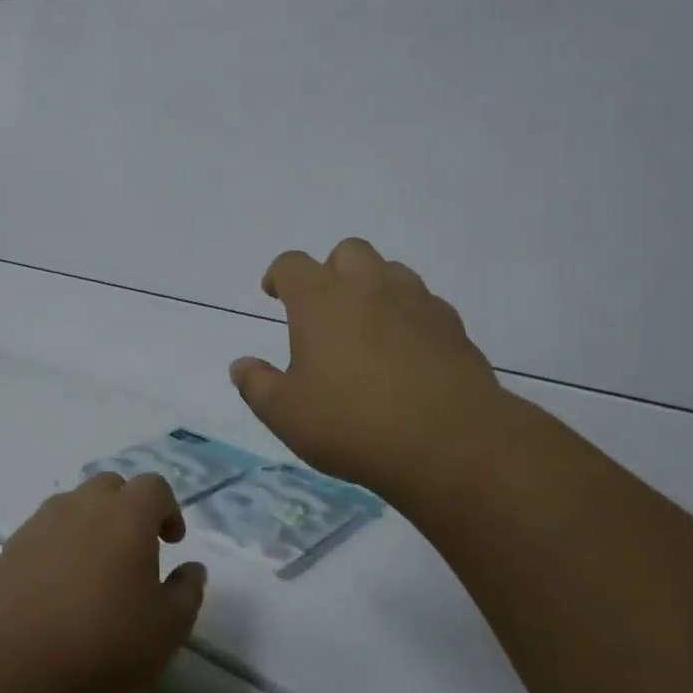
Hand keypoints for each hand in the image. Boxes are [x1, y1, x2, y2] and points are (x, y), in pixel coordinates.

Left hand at [0, 472, 206, 692]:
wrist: (17, 673)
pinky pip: (43, 533)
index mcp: (127, 514)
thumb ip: (187, 592)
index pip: (154, 487)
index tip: (171, 542)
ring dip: (90, 524)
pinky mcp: (10, 549)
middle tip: (133, 550)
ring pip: (73, 506)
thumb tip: (192, 569)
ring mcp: (41, 524)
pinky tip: (57, 588)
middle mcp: (83, 505)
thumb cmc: (106, 646)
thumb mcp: (168, 629)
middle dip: (127, 509)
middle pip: (111, 486)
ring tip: (93, 568)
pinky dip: (57, 547)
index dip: (168, 509)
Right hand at [230, 238, 508, 509]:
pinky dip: (409, 315)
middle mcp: (368, 287)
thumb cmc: (352, 423)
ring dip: (373, 287)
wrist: (448, 441)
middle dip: (331, 270)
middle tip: (325, 308)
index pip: (292, 265)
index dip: (279, 275)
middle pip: (347, 251)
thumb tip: (240, 365)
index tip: (274, 293)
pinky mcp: (451, 325)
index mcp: (320, 300)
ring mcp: (415, 301)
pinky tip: (407, 351)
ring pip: (391, 271)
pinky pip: (424, 303)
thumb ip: (257, 385)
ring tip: (368, 326)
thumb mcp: (286, 414)